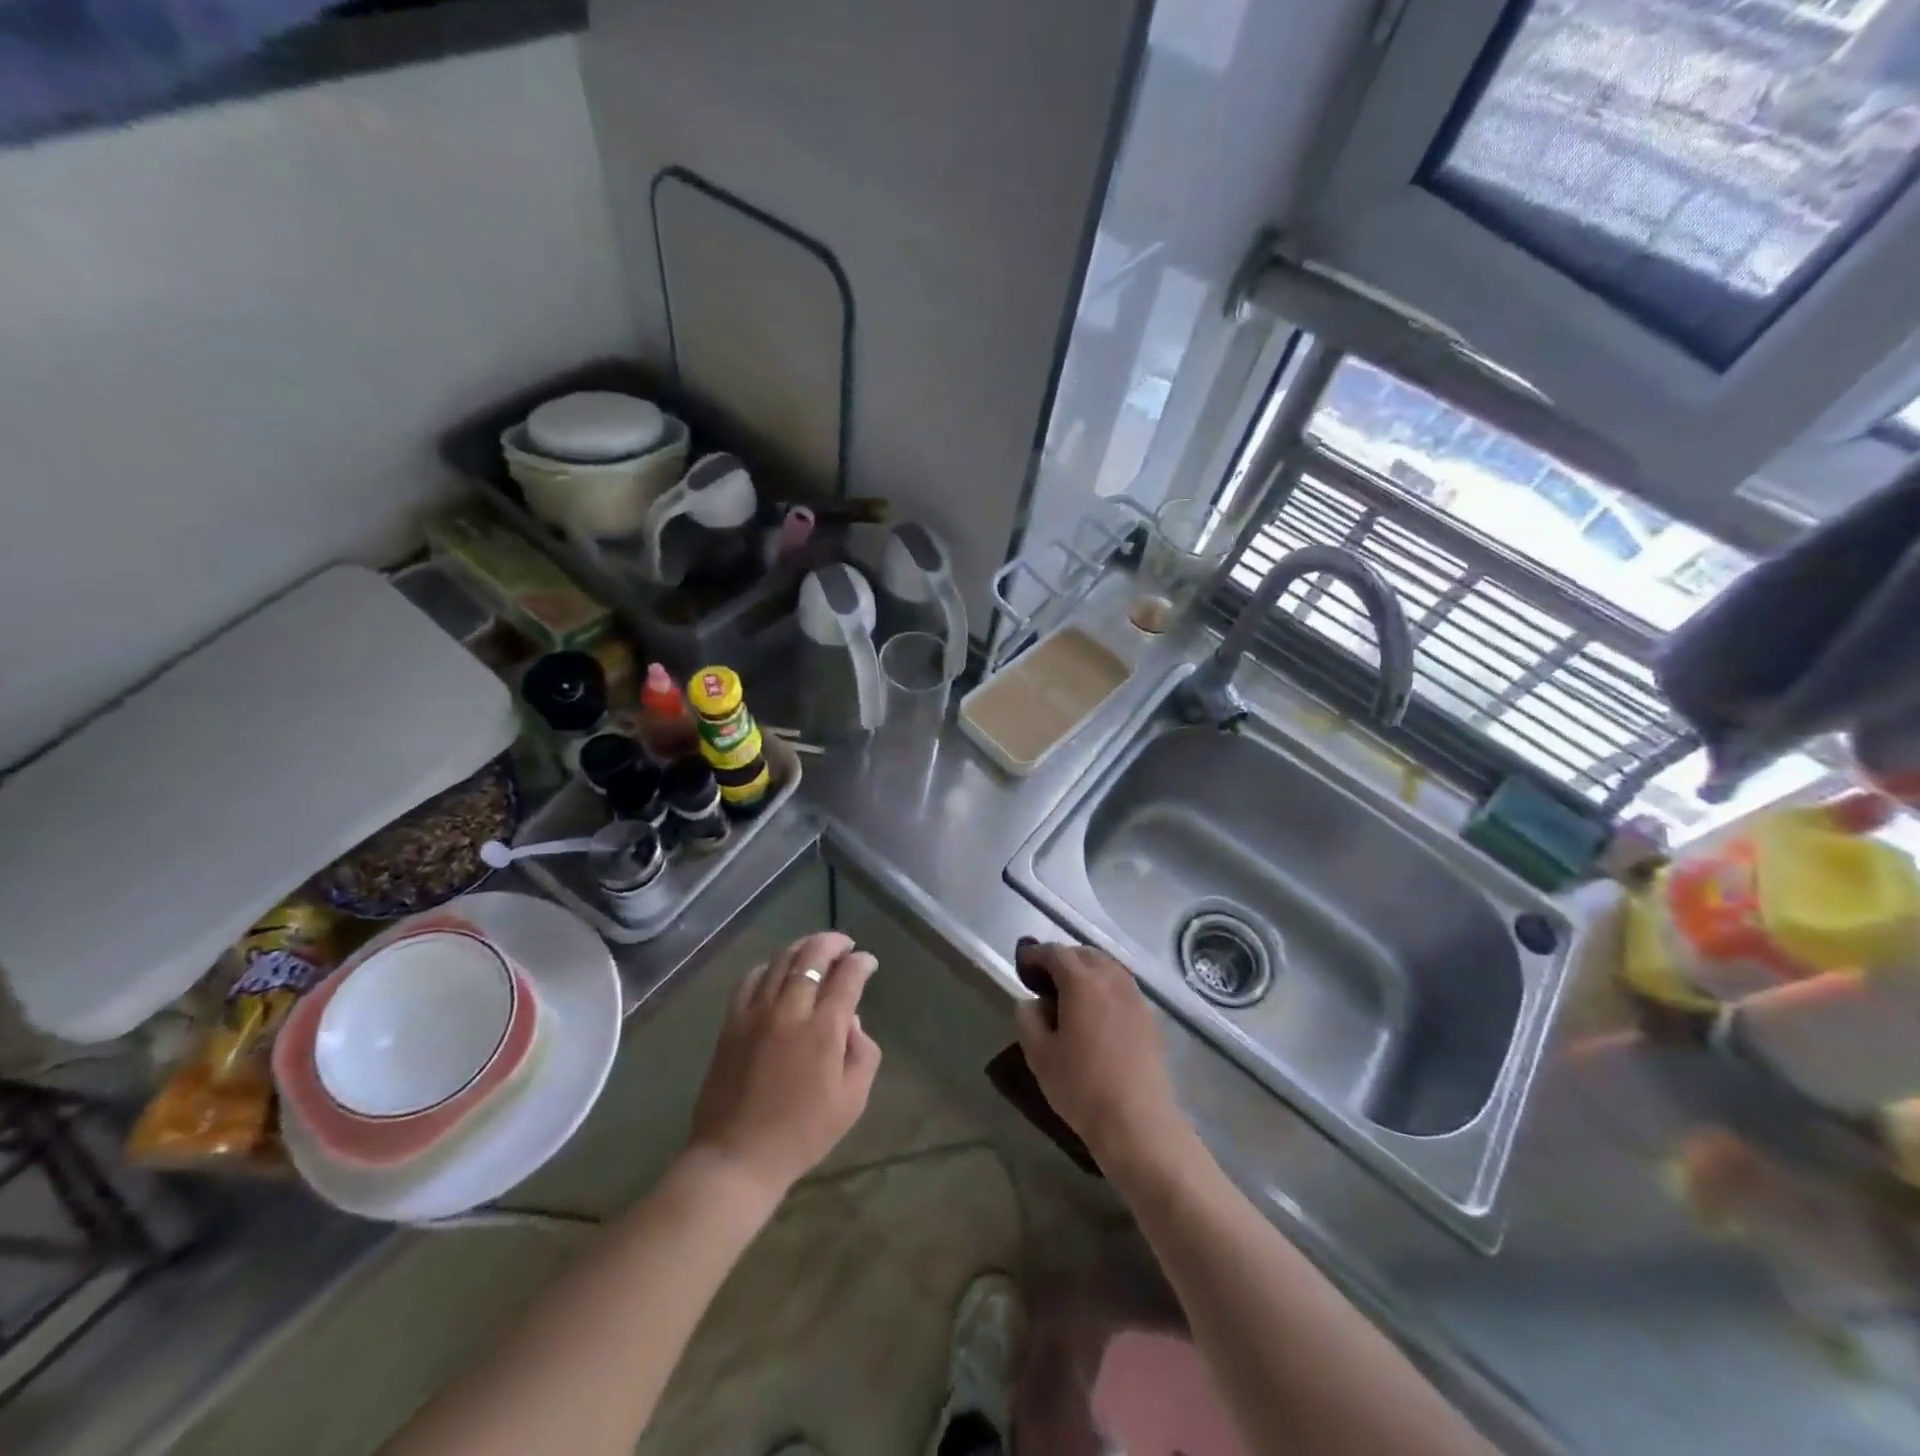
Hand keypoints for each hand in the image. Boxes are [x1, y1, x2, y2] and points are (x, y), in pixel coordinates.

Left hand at [687, 931, 881, 1200]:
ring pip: (781, 961)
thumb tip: (853, 1021)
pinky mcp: (732, 1022)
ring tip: (815, 948)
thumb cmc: (802, 1134)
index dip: (861, 962)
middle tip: (845, 944)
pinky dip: (770, 965)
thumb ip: (863, 1053)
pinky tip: (778, 969)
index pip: (847, 977)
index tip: (868, 962)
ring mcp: (756, 1013)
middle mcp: (790, 1011)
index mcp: (823, 1030)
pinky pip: (751, 979)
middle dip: (833, 942)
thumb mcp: (852, 1101)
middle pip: (812, 956)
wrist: (737, 1157)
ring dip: (803, 947)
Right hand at [1013, 942, 1185, 1166]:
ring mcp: (1134, 996)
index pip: (1055, 952)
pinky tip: (1097, 1012)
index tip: (1023, 965)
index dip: (1036, 954)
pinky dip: (1105, 987)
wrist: (1137, 1121)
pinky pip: (1122, 987)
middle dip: (1062, 959)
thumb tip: (1032, 1002)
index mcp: (1081, 982)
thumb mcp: (1040, 1055)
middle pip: (1084, 954)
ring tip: (1070, 994)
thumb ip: (1029, 1019)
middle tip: (1045, 980)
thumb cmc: (1081, 1086)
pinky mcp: (1149, 1016)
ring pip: (1107, 967)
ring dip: (1086, 971)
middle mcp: (1111, 979)